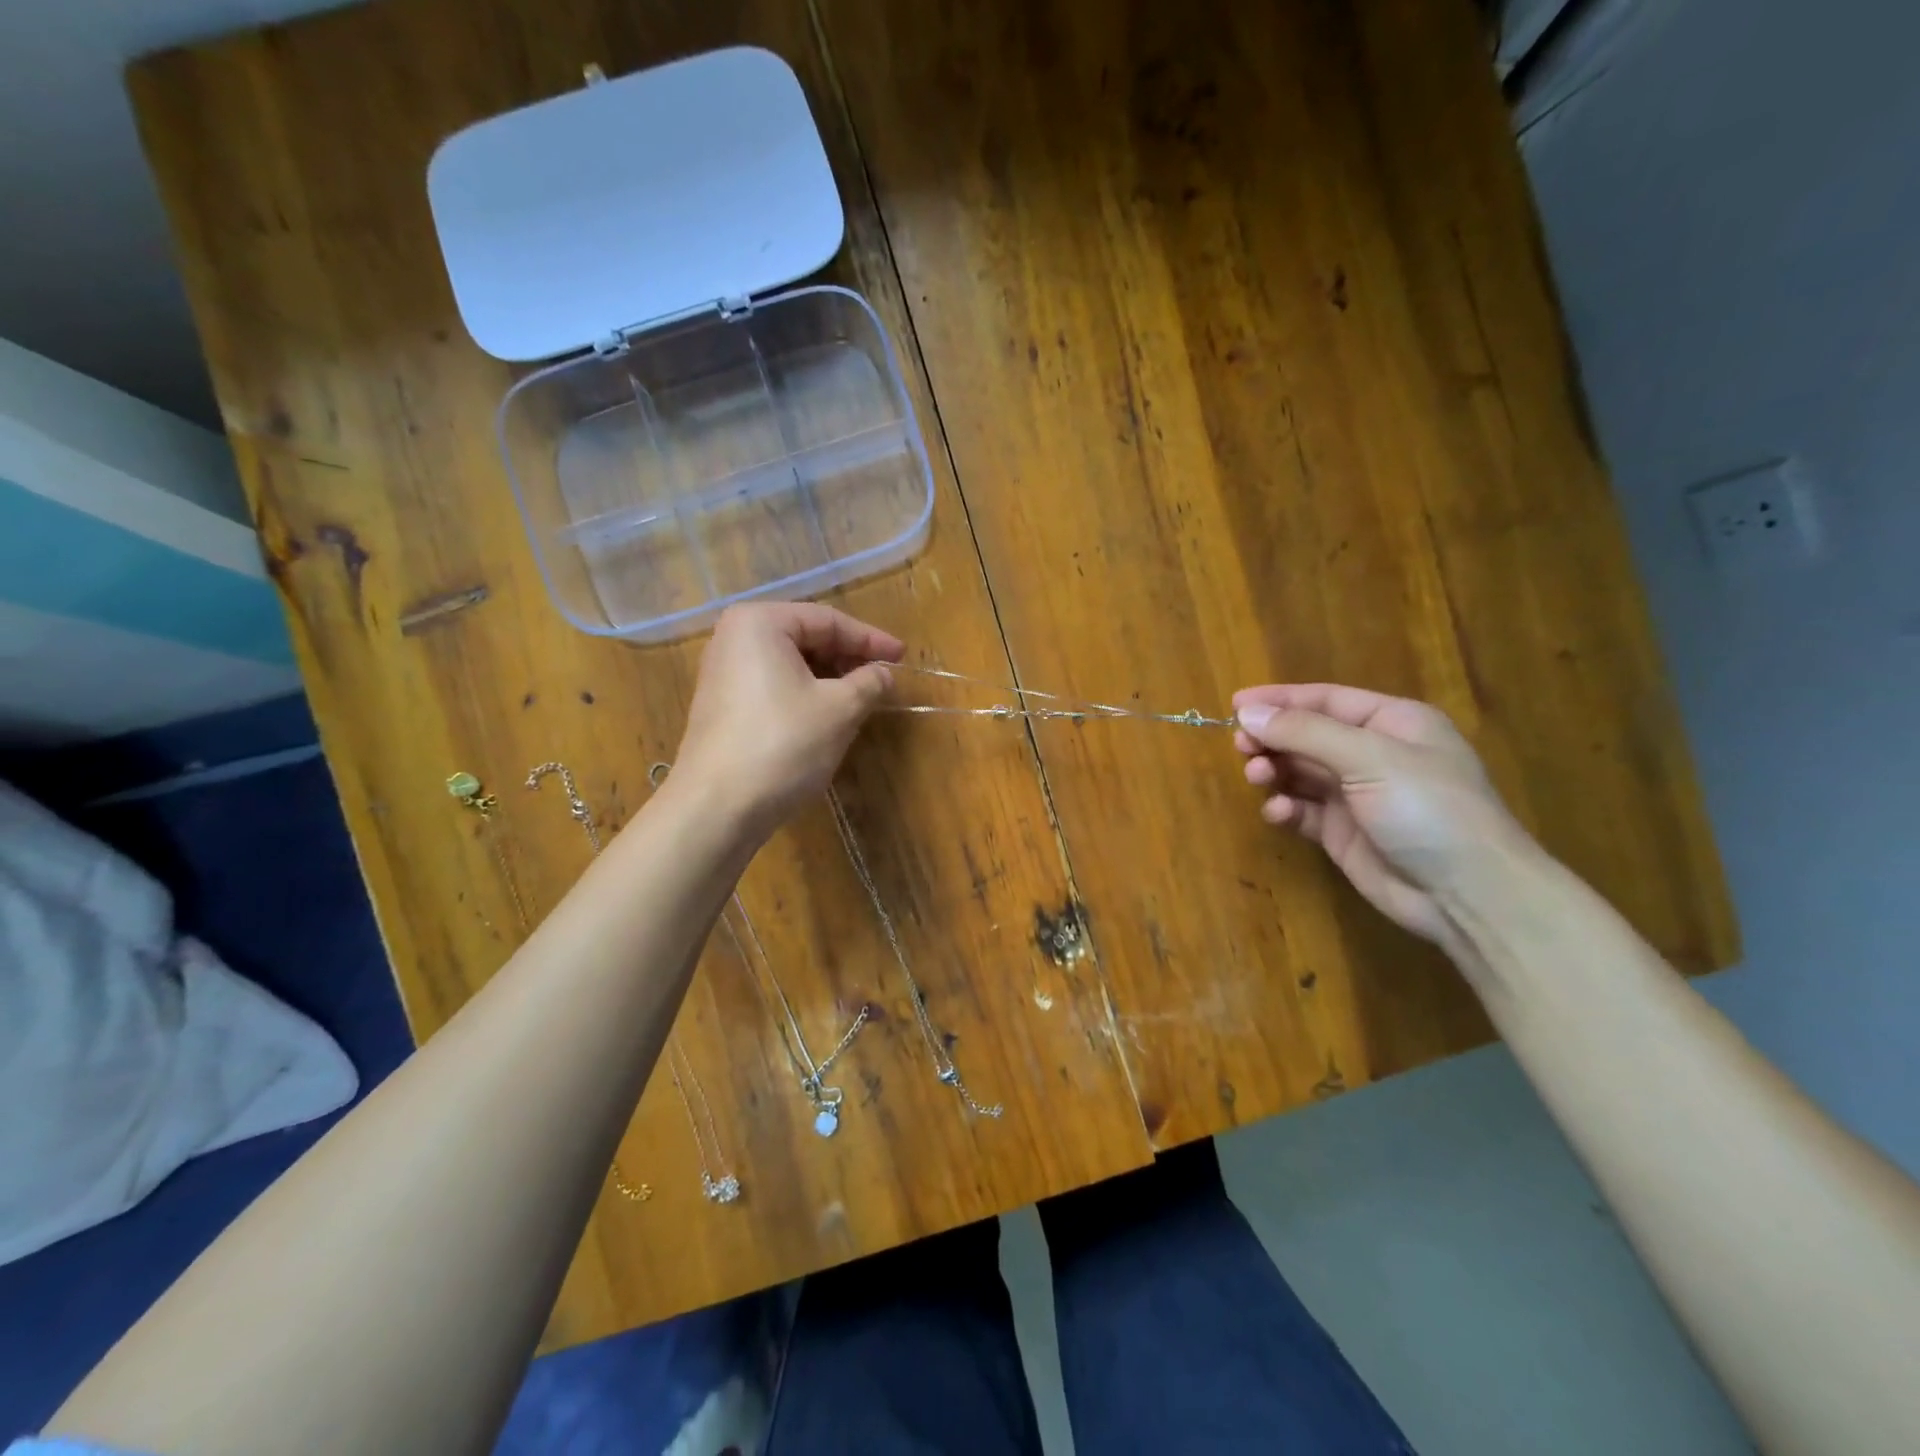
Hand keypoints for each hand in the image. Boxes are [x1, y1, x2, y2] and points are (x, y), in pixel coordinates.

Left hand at [672, 603, 902, 834]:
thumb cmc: (784, 743)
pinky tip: (827, 718)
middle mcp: (734, 638)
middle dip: (847, 659)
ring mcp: (722, 673)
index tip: (902, 657)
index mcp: (760, 623)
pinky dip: (804, 695)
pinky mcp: (722, 706)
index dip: (870, 640)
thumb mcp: (840, 709)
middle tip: (882, 679)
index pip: (828, 621)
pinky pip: (773, 686)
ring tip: (861, 699)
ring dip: (829, 679)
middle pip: (806, 638)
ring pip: (790, 665)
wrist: (717, 806)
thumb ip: (869, 682)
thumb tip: (884, 674)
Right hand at [1232, 683, 1534, 945]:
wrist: (1468, 894)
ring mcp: (1358, 795)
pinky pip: (1302, 809)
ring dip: (1274, 770)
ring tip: (1257, 777)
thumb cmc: (1427, 808)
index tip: (1235, 706)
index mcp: (1392, 723)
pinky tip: (1278, 812)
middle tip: (1240, 746)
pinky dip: (1285, 807)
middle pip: (1307, 735)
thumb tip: (1247, 714)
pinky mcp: (1343, 832)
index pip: (1325, 699)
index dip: (1280, 699)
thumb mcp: (1368, 758)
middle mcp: (1373, 754)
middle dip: (1272, 738)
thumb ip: (1304, 732)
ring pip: (1300, 771)